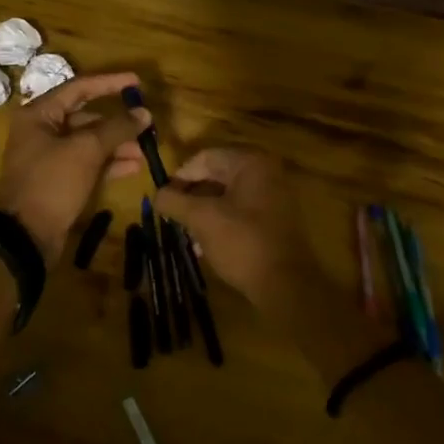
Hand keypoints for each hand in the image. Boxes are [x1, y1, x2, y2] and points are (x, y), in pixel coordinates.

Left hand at [0, 72, 150, 257]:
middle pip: (86, 117)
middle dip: (117, 122)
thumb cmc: (52, 182)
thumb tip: (144, 113)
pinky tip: (134, 167)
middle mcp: (42, 131)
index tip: (137, 82)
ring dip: (117, 144)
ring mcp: (50, 157)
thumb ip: (116, 128)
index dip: (110, 83)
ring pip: (89, 142)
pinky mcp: (58, 180)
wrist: (25, 236)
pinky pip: (87, 163)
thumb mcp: (86, 150)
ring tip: (145, 150)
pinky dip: (109, 163)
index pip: (79, 88)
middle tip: (146, 124)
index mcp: (39, 114)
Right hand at [154, 149, 326, 318]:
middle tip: (172, 216)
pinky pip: (239, 212)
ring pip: (226, 196)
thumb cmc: (242, 243)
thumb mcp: (201, 219)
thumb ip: (174, 201)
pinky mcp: (274, 220)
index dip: (179, 176)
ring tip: (185, 234)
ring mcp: (273, 197)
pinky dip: (220, 223)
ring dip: (202, 212)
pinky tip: (204, 245)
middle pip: (215, 175)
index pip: (204, 158)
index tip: (162, 199)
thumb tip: (156, 194)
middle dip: (190, 197)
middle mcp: (265, 173)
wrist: (286, 286)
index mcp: (250, 163)